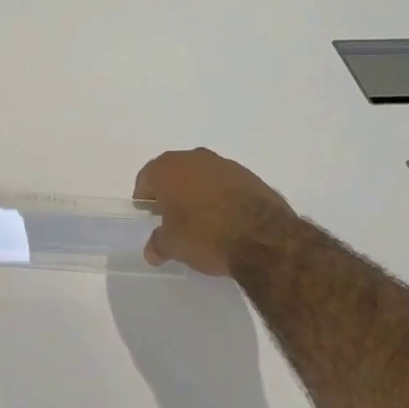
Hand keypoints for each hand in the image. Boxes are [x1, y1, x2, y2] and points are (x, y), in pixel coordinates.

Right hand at [133, 148, 295, 276]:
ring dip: (197, 192)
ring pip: (201, 175)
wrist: (263, 237)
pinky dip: (221, 195)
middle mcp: (194, 158)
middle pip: (174, 172)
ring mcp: (224, 164)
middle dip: (171, 192)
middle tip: (172, 217)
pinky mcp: (249, 175)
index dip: (145, 198)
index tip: (150, 215)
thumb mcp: (173, 246)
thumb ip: (158, 243)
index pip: (146, 178)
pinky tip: (226, 218)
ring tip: (201, 219)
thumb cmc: (205, 235)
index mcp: (168, 169)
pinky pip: (225, 183)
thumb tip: (153, 249)